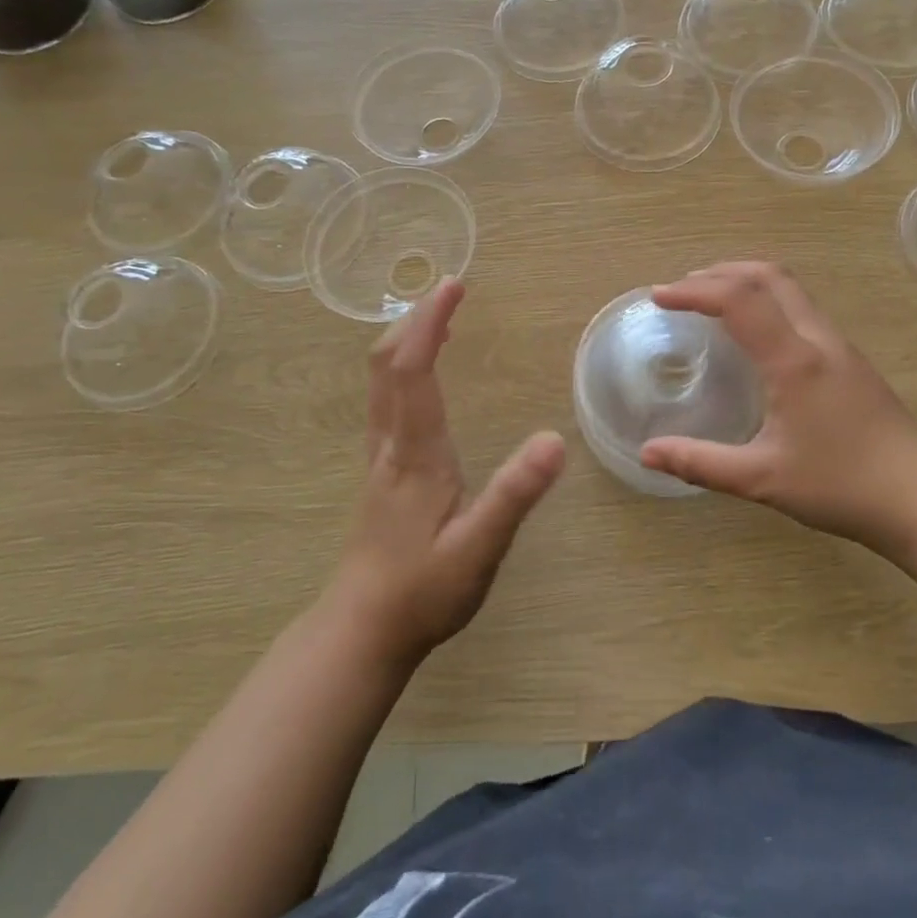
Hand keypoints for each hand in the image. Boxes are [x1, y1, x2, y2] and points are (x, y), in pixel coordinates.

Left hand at [327, 280, 564, 665]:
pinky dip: (404, 369)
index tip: (454, 286)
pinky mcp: (381, 471)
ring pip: (381, 382)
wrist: (362, 631)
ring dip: (407, 341)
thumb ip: (515, 494)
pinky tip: (425, 377)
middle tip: (449, 292)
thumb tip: (553, 440)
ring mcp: (380, 457)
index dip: (429, 322)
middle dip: (415, 320)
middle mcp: (390, 444)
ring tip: (440, 320)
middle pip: (386, 364)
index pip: (414, 370)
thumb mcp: (480, 548)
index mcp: (416, 453)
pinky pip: (386, 400)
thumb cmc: (423, 591)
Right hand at [638, 262, 916, 558]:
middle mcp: (817, 339)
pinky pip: (802, 309)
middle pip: (770, 276)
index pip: (738, 301)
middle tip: (684, 288)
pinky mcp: (851, 361)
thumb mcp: (762, 479)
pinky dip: (769, 301)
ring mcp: (839, 346)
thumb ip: (700, 463)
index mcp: (793, 359)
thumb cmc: (841, 485)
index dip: (694, 291)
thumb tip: (647, 453)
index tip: (659, 297)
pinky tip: (758, 334)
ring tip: (714, 300)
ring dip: (748, 282)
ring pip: (791, 289)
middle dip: (722, 272)